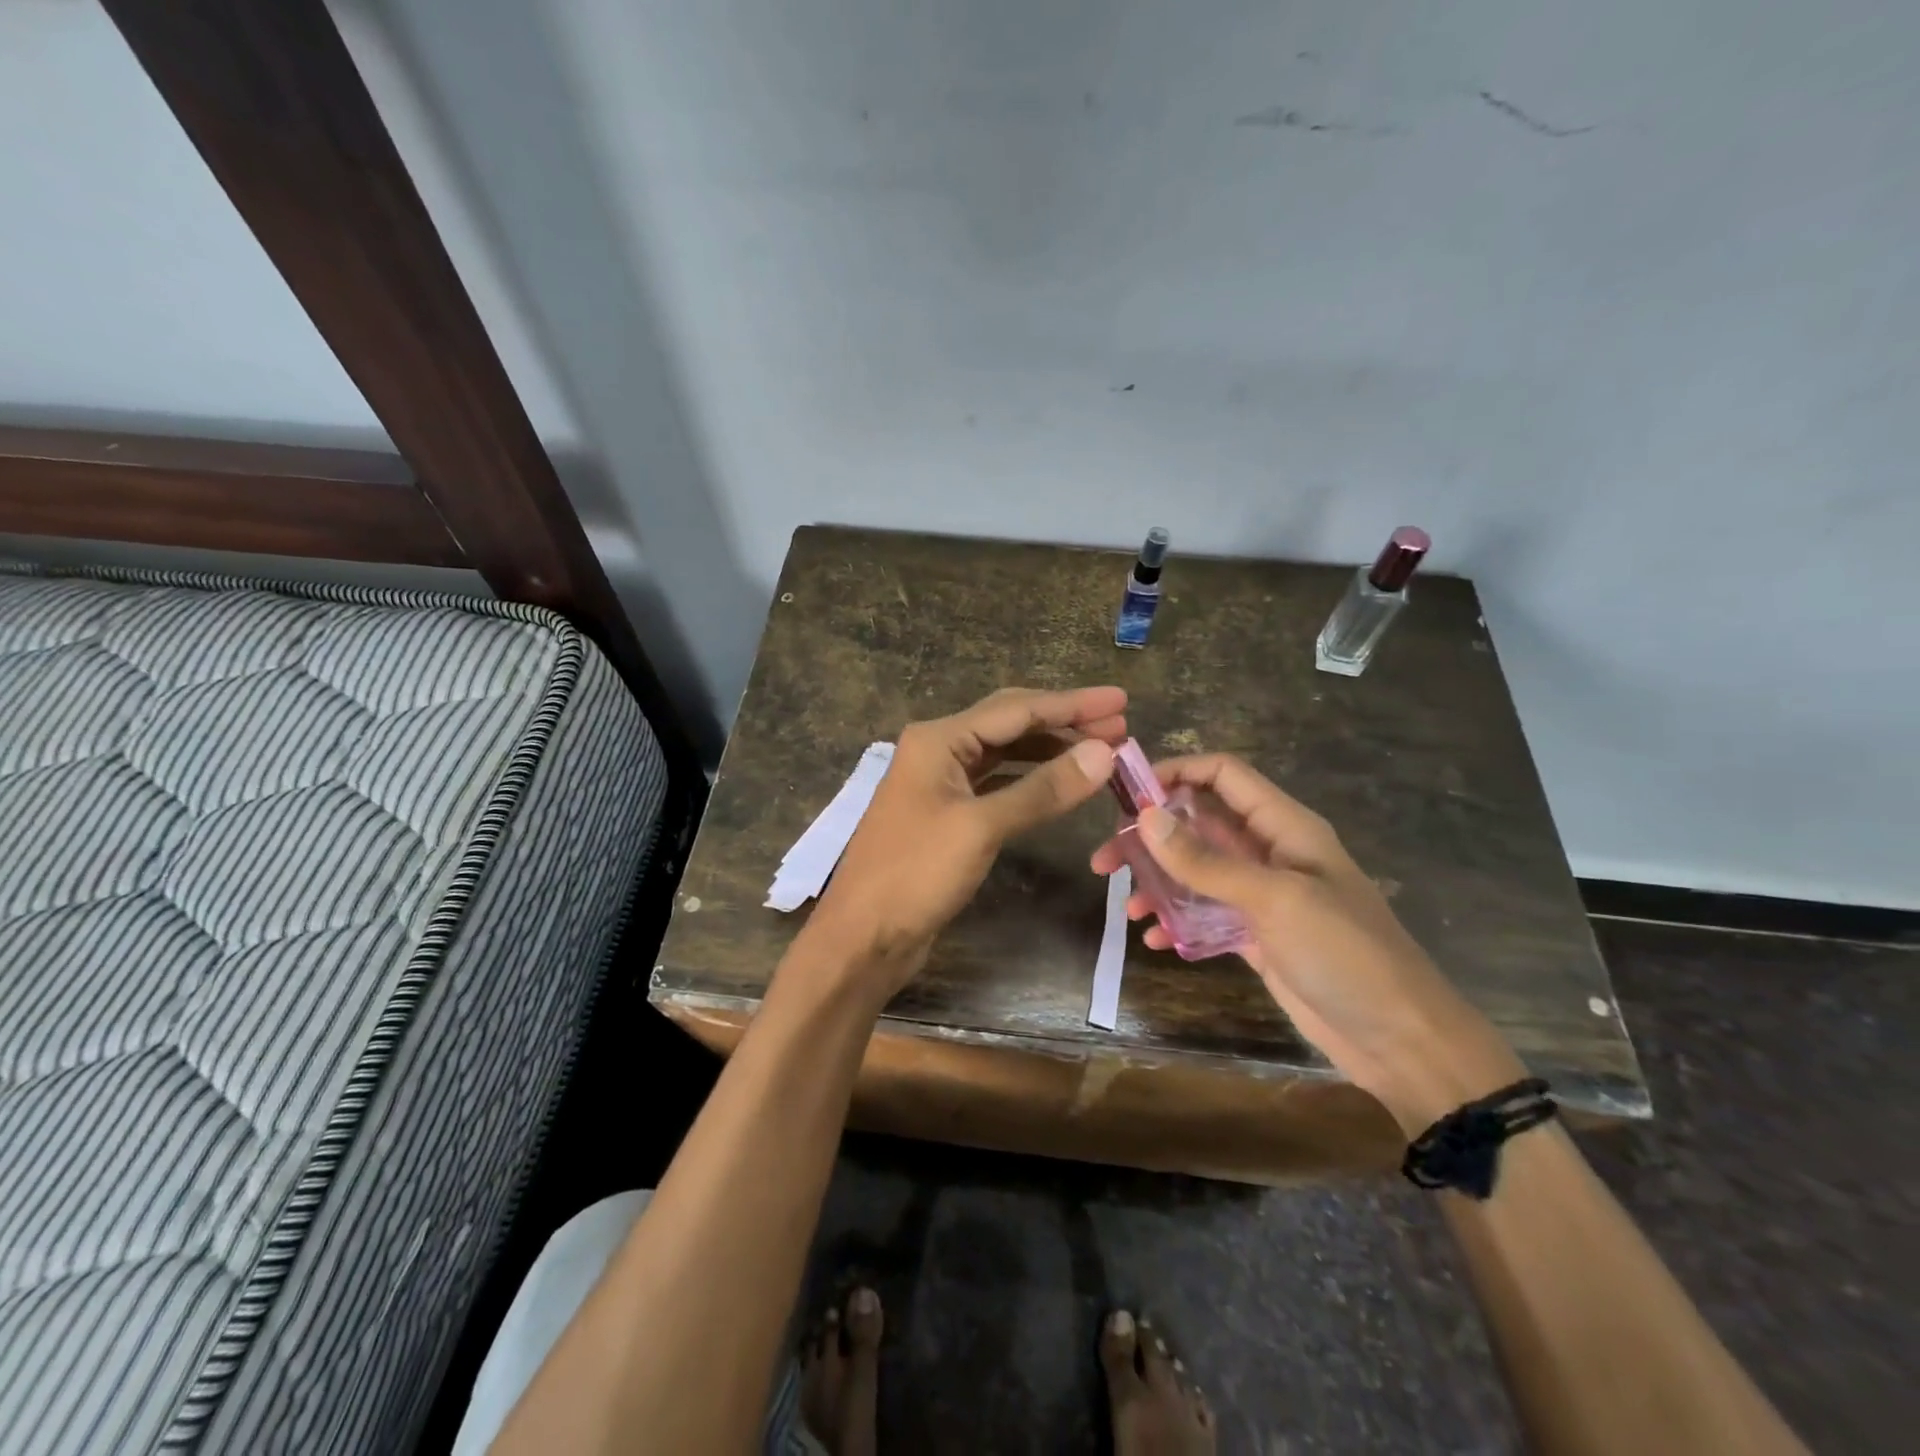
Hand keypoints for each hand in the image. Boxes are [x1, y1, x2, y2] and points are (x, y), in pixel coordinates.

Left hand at [801, 686, 1126, 1003]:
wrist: (863, 937)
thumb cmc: (915, 875)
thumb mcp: (982, 827)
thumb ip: (1043, 789)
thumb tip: (1104, 753)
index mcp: (939, 739)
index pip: (1017, 709)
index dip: (1072, 704)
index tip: (1121, 701)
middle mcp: (938, 750)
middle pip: (1010, 723)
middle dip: (1064, 722)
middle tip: (1120, 727)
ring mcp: (941, 783)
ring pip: (1005, 753)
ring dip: (1050, 750)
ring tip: (1100, 754)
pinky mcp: (947, 814)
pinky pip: (997, 783)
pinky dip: (1031, 780)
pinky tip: (1060, 784)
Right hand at [1090, 753, 1524, 1131]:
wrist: (1402, 1041)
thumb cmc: (1346, 954)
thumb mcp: (1274, 900)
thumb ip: (1207, 861)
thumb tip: (1145, 817)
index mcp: (1285, 826)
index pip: (1224, 775)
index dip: (1176, 771)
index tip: (1127, 795)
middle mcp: (1269, 852)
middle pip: (1199, 823)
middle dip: (1151, 835)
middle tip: (1105, 859)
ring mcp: (1261, 895)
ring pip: (1196, 870)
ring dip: (1157, 881)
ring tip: (1123, 905)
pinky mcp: (1255, 935)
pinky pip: (1203, 914)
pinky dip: (1176, 920)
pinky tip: (1153, 939)